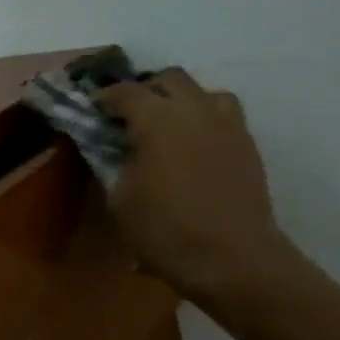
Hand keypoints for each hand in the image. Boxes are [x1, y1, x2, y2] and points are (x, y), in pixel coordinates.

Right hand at [100, 69, 304, 304]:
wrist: (234, 260)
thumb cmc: (165, 230)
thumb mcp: (119, 198)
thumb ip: (111, 164)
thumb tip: (108, 149)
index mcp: (157, 119)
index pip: (124, 91)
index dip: (104, 97)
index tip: (91, 109)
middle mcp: (195, 110)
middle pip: (169, 79)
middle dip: (145, 90)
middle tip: (128, 114)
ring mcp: (227, 126)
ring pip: (204, 92)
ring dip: (182, 100)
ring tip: (167, 125)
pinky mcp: (248, 145)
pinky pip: (224, 116)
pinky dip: (204, 120)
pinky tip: (193, 146)